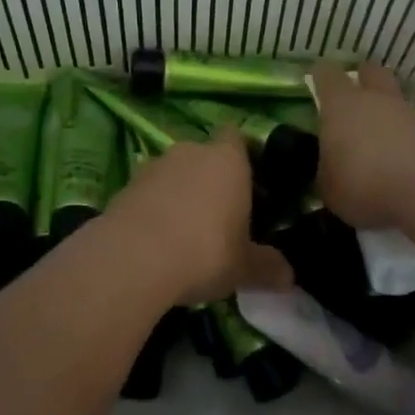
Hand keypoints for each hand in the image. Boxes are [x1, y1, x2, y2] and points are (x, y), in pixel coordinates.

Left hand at [97, 132, 292, 306]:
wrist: (133, 257)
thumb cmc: (205, 251)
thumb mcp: (245, 267)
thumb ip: (268, 267)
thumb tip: (289, 277)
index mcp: (228, 159)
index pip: (237, 138)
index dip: (242, 155)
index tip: (248, 182)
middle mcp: (191, 151)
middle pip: (205, 156)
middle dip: (211, 179)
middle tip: (220, 215)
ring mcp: (154, 165)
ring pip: (174, 173)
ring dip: (180, 194)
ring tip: (186, 232)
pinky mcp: (126, 185)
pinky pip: (149, 192)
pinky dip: (154, 208)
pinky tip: (158, 241)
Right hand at [310, 61, 414, 229]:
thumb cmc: (366, 185)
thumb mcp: (330, 188)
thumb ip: (328, 171)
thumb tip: (331, 168)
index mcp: (342, 105)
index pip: (327, 74)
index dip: (320, 75)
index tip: (316, 80)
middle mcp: (376, 98)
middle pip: (370, 71)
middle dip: (363, 79)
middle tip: (355, 99)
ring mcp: (411, 112)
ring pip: (398, 99)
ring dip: (391, 112)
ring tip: (385, 140)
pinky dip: (414, 137)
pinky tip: (410, 161)